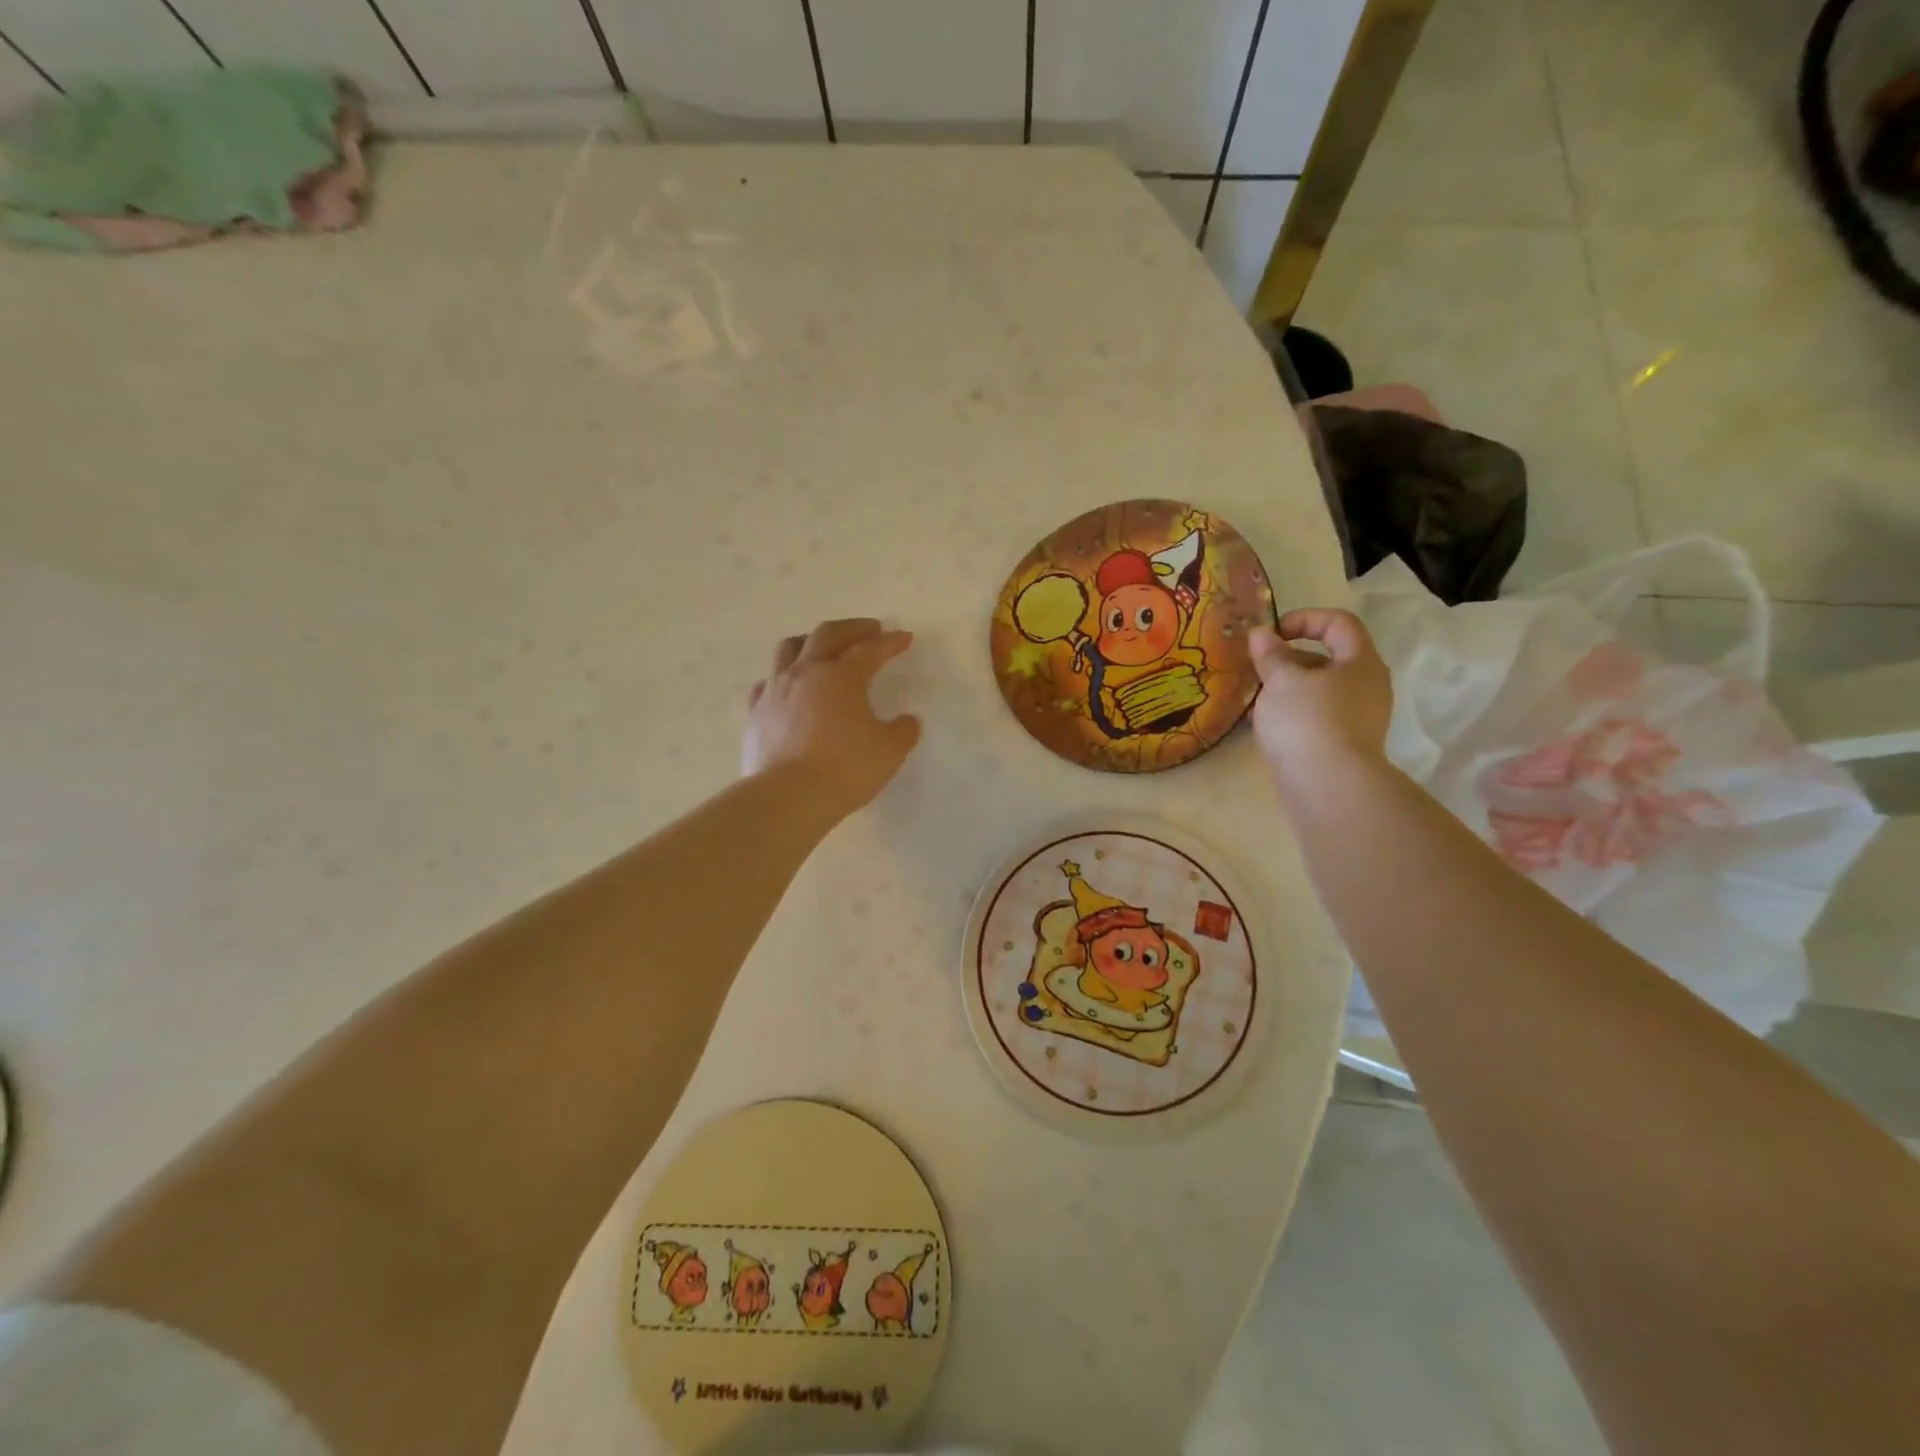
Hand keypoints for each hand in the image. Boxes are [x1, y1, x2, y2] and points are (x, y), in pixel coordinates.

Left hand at [743, 618, 921, 818]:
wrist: (789, 796)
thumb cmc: (846, 768)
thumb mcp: (889, 751)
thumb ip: (902, 731)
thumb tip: (908, 721)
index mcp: (842, 676)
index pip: (870, 650)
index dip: (890, 643)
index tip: (904, 638)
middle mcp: (805, 673)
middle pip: (826, 635)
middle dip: (851, 629)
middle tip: (869, 631)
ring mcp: (775, 690)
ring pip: (789, 649)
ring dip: (810, 642)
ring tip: (822, 648)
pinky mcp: (755, 713)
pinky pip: (767, 682)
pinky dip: (782, 677)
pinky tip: (788, 687)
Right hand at [1248, 608, 1392, 790]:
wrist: (1328, 787)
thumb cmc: (1307, 721)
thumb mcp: (1281, 680)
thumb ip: (1270, 655)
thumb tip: (1261, 634)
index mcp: (1360, 662)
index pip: (1339, 623)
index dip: (1304, 619)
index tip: (1272, 634)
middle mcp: (1367, 686)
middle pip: (1329, 658)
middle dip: (1290, 658)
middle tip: (1259, 667)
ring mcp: (1358, 718)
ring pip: (1320, 690)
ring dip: (1288, 688)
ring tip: (1257, 697)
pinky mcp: (1344, 744)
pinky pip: (1317, 717)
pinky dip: (1293, 713)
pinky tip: (1266, 725)